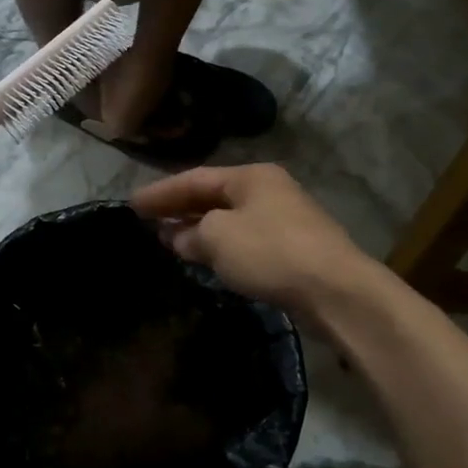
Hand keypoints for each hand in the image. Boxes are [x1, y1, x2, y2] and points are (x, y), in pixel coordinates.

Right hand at [131, 164, 375, 318]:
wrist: (336, 291)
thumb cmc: (271, 252)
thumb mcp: (219, 238)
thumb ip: (191, 234)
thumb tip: (178, 238)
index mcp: (250, 176)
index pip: (194, 178)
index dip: (161, 191)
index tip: (131, 205)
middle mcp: (268, 190)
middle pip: (213, 196)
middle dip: (179, 209)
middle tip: (147, 221)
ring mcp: (283, 219)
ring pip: (229, 219)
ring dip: (198, 229)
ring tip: (168, 241)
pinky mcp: (292, 249)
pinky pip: (244, 240)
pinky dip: (220, 246)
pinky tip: (205, 258)